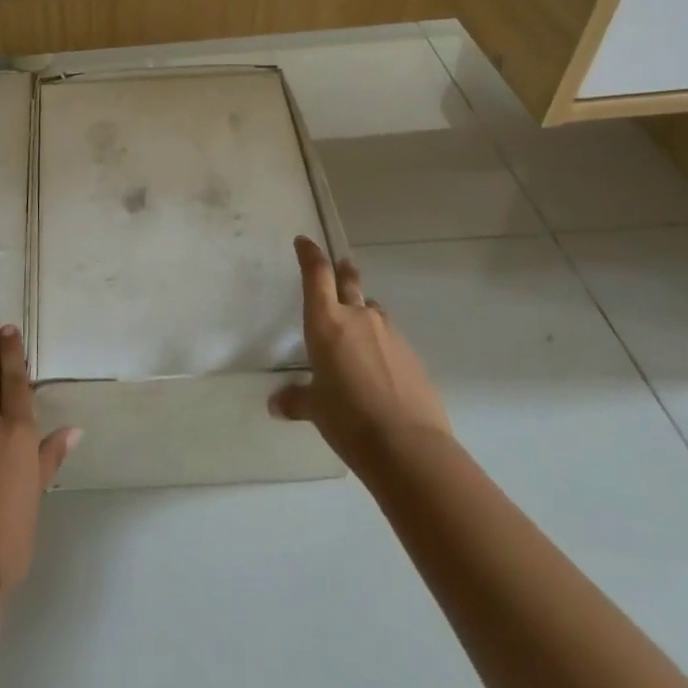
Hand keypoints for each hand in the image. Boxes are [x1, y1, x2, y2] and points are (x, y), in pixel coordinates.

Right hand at [270, 236, 450, 471]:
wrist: (408, 445)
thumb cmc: (347, 418)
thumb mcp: (315, 409)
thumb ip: (296, 400)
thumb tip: (276, 405)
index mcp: (326, 322)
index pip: (316, 274)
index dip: (309, 254)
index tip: (304, 242)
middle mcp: (358, 318)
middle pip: (349, 281)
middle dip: (342, 271)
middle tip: (342, 264)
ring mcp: (389, 334)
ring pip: (372, 311)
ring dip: (363, 312)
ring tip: (357, 328)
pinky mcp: (411, 355)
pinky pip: (390, 338)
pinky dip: (380, 343)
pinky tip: (378, 367)